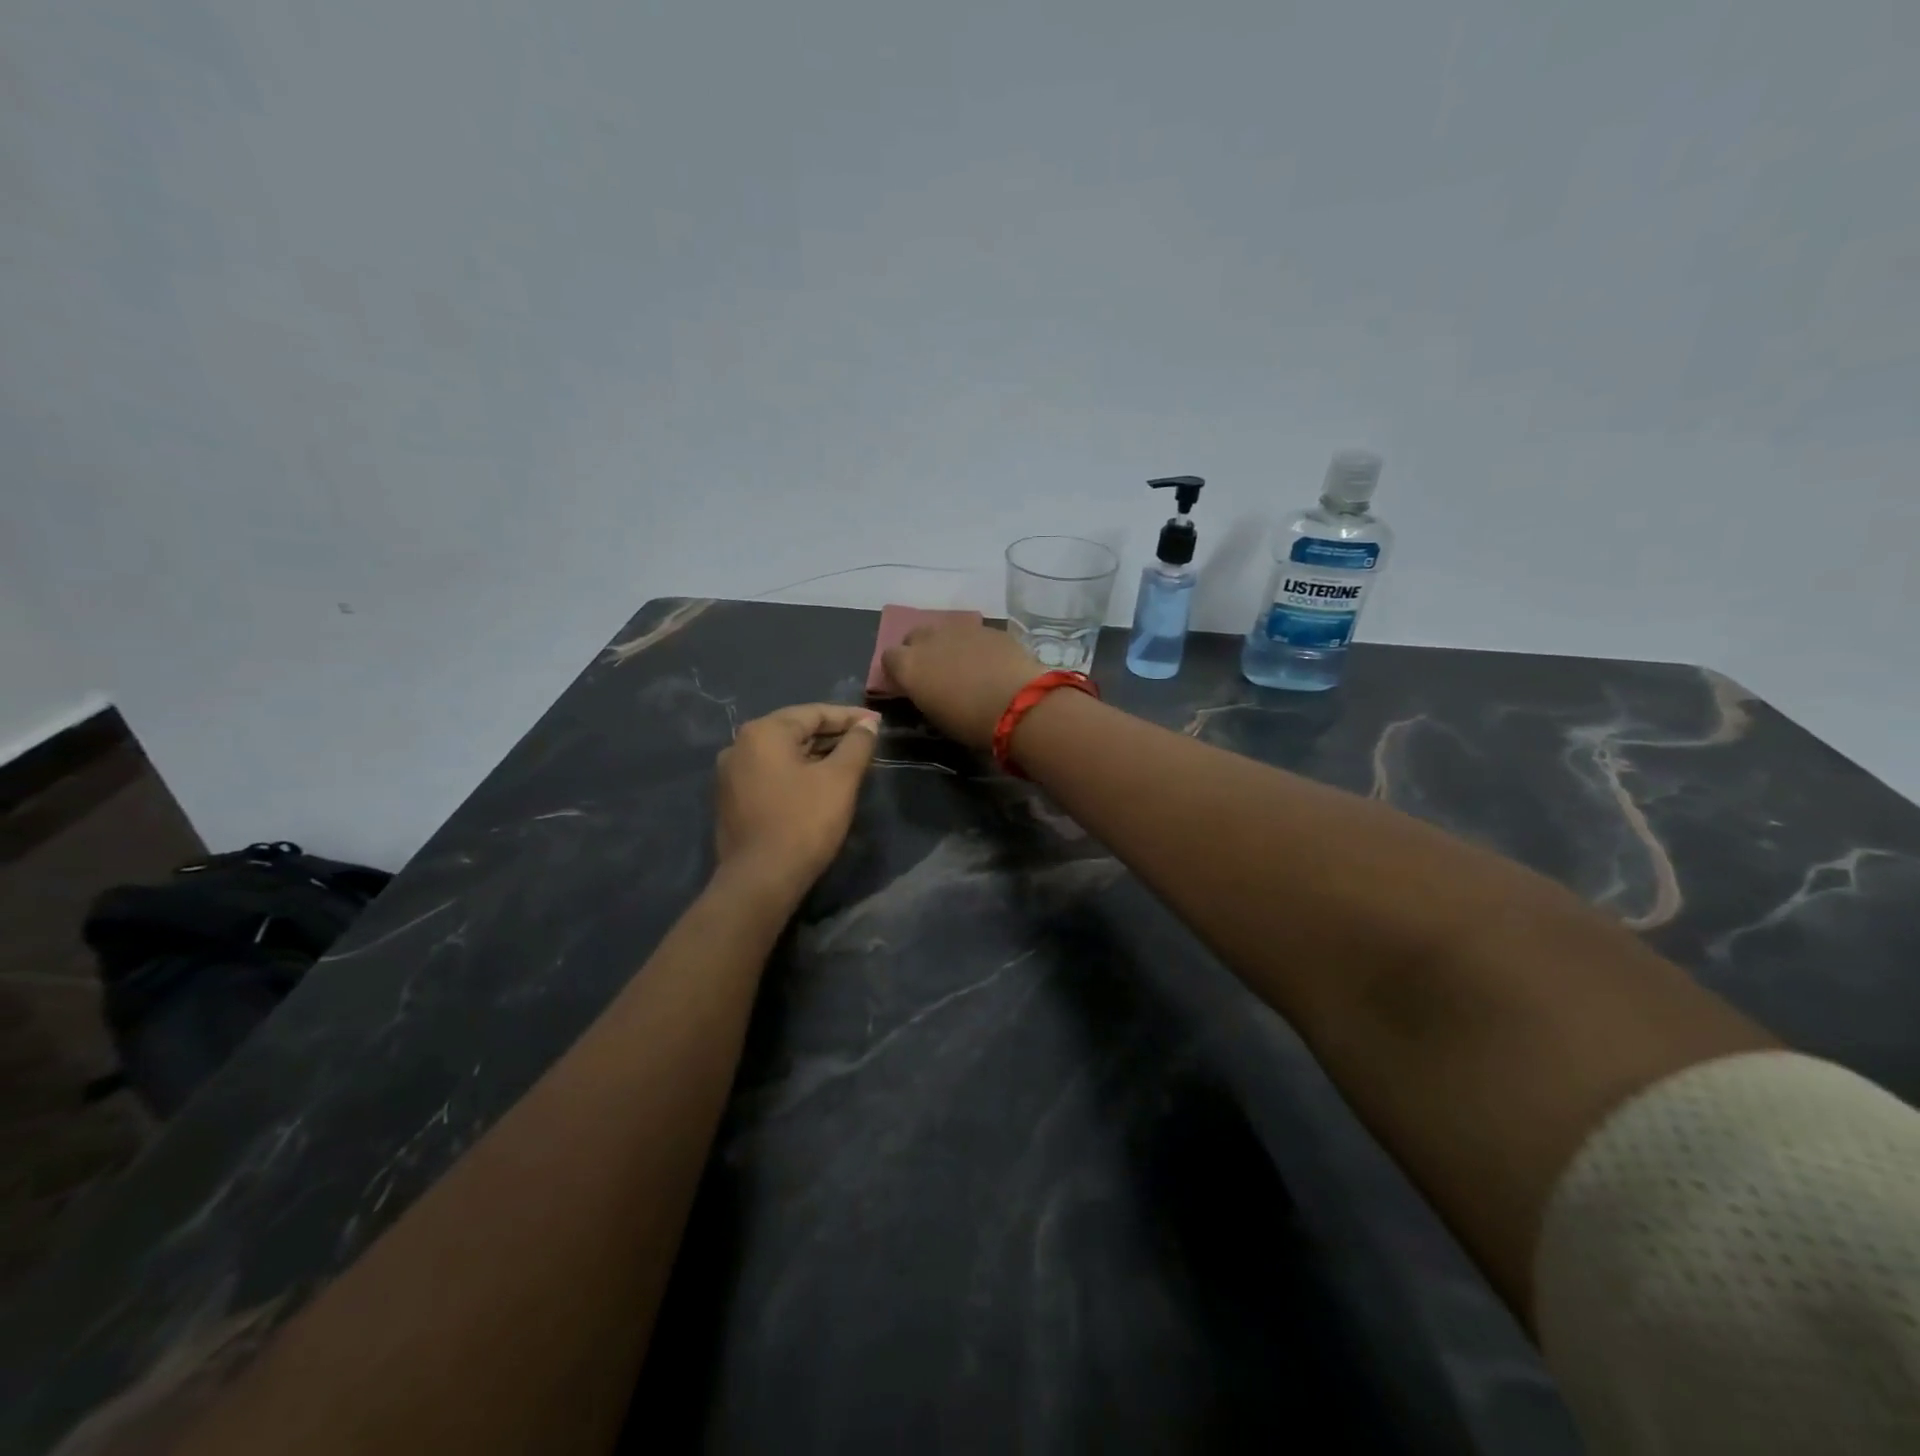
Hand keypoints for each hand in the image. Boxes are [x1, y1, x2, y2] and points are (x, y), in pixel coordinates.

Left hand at [714, 704, 879, 900]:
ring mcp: (730, 774)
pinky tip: (818, 785)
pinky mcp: (731, 800)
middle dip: (832, 736)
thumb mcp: (840, 779)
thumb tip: (867, 724)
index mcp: (764, 732)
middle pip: (795, 730)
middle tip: (866, 743)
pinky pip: (770, 774)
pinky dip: (796, 773)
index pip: (814, 713)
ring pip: (783, 754)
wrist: (760, 880)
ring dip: (816, 755)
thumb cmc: (804, 822)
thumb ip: (857, 744)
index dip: (849, 717)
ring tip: (847, 764)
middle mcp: (740, 745)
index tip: (877, 723)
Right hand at [882, 622, 1042, 751]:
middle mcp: (930, 640)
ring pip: (944, 631)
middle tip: (934, 671)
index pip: (889, 657)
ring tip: (963, 665)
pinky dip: (974, 645)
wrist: (1019, 704)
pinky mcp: (988, 628)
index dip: (896, 669)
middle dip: (919, 650)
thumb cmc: (970, 722)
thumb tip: (925, 688)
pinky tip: (989, 662)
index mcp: (910, 665)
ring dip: (947, 644)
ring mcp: (961, 629)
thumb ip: (923, 694)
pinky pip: (973, 634)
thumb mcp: (935, 716)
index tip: (906, 682)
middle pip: (914, 636)